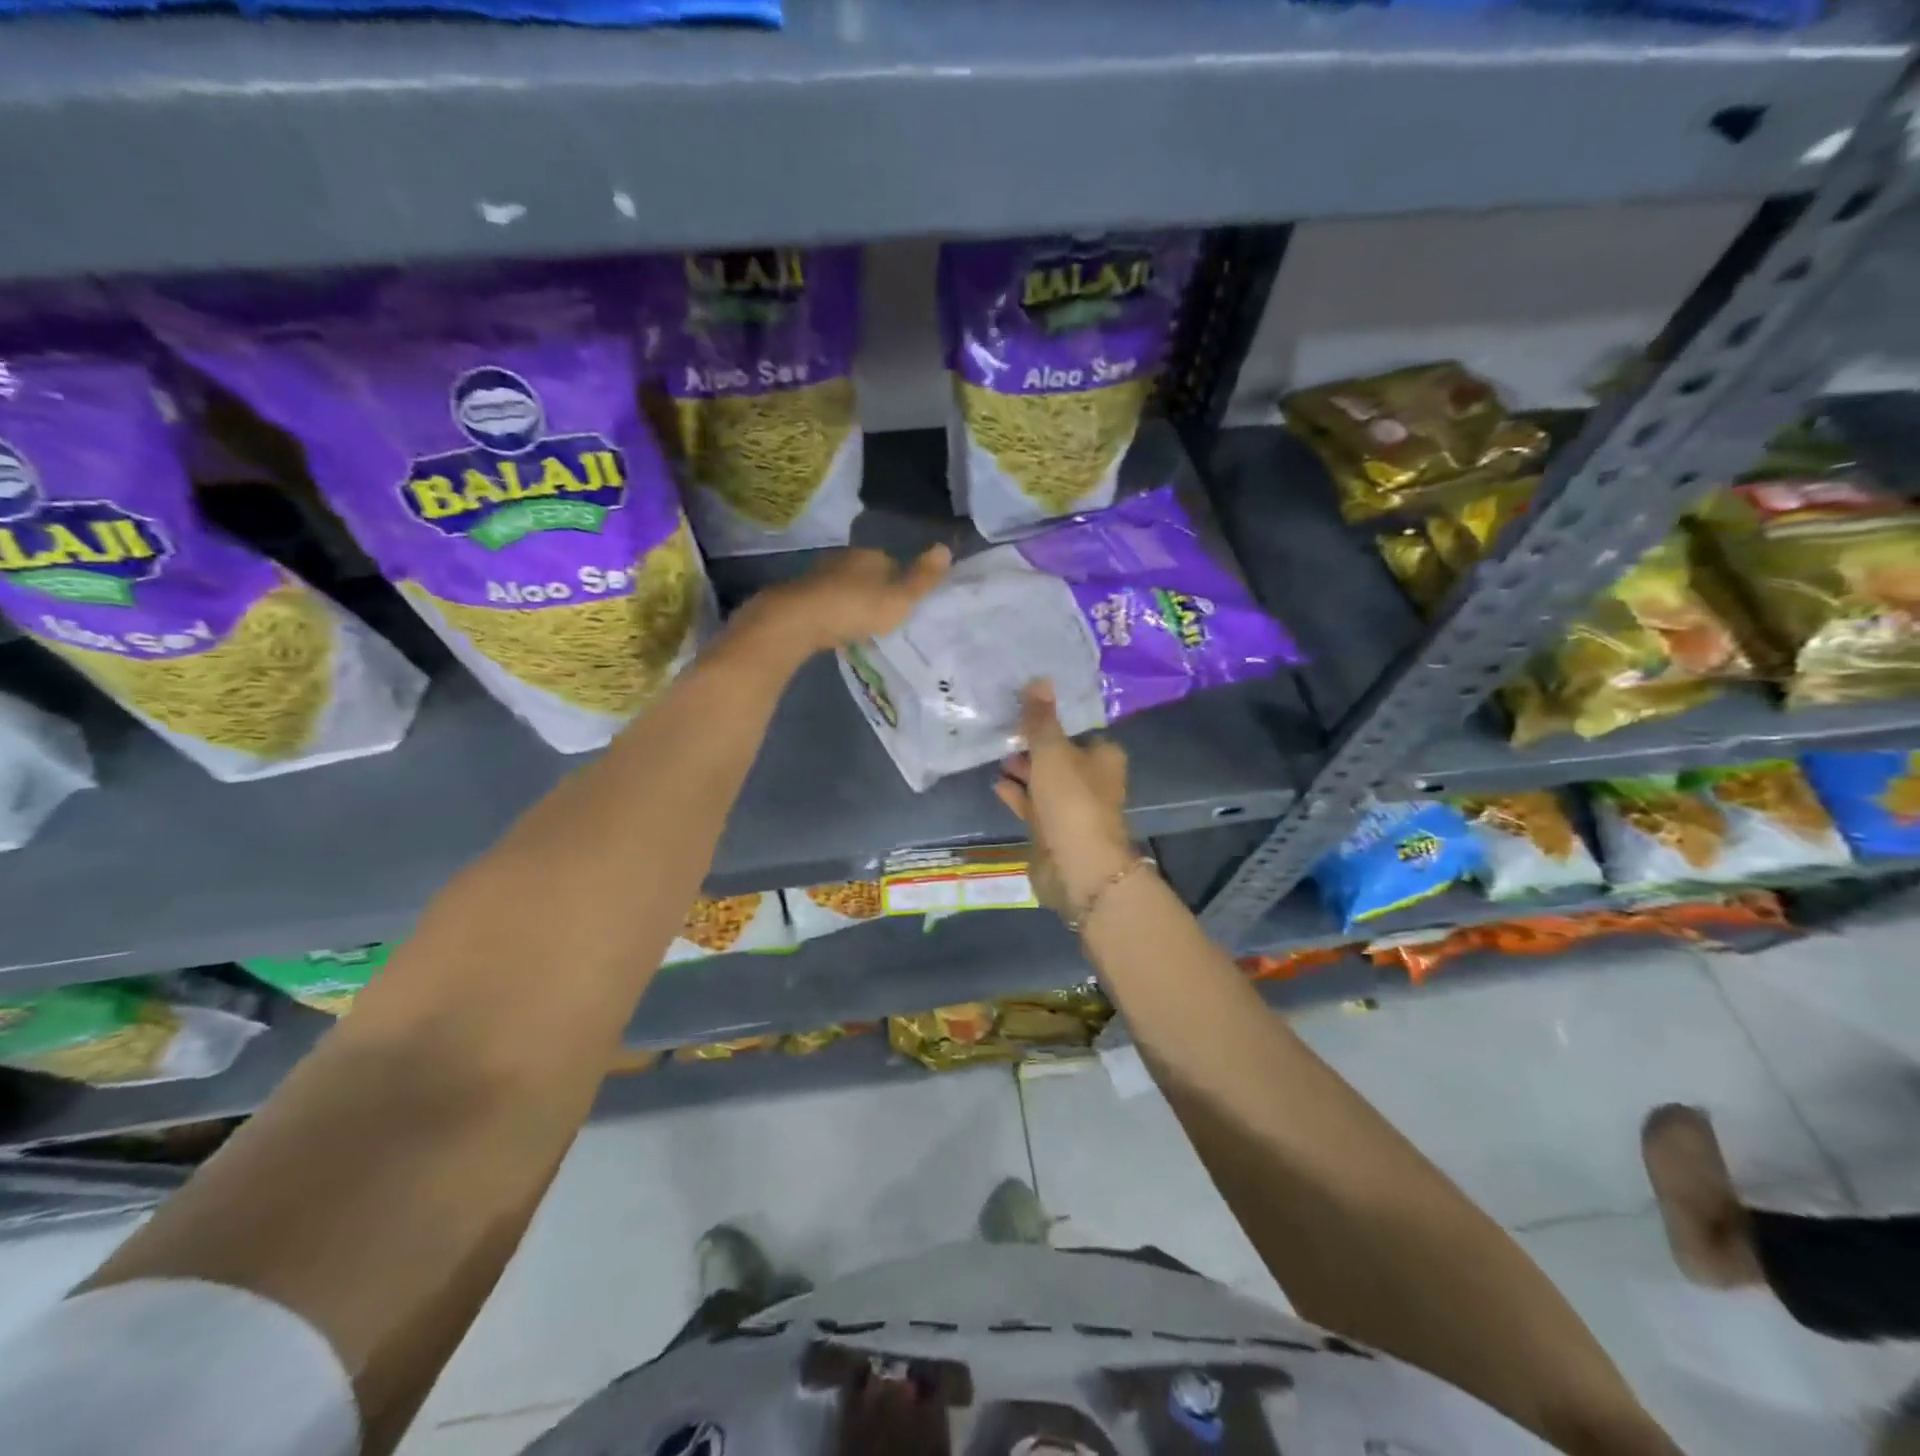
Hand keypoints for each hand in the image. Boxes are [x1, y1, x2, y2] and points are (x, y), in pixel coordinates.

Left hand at [736, 544, 950, 660]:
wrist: (797, 621)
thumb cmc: (855, 608)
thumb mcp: (899, 599)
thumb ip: (923, 578)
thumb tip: (946, 548)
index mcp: (870, 555)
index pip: (892, 562)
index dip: (901, 581)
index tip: (905, 603)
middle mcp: (843, 558)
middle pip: (867, 573)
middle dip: (875, 591)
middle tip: (884, 616)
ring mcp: (819, 575)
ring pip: (844, 586)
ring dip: (852, 601)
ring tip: (862, 625)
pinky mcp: (800, 595)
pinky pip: (825, 602)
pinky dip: (833, 612)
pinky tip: (836, 627)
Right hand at [993, 681, 1138, 919]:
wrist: (1077, 867)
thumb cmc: (1071, 800)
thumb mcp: (1052, 751)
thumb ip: (1041, 719)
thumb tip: (1039, 679)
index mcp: (1104, 756)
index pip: (1077, 729)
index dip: (1052, 720)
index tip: (1024, 708)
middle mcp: (1093, 780)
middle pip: (1060, 755)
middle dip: (1033, 745)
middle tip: (1002, 729)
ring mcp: (1072, 808)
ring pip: (1045, 781)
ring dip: (1023, 770)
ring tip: (994, 753)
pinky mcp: (1054, 831)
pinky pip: (1033, 805)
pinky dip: (1017, 794)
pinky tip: (997, 783)